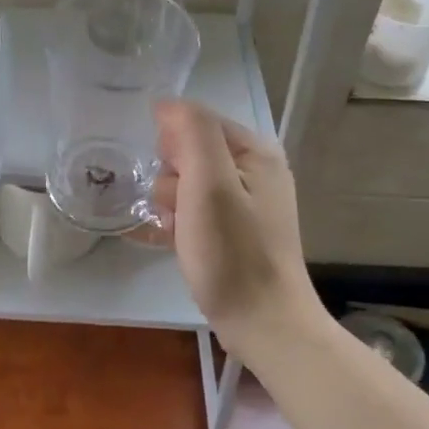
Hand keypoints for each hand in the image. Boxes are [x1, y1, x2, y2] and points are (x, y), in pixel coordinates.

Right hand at [150, 100, 314, 360]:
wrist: (262, 324)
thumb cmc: (232, 253)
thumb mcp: (209, 184)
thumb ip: (191, 133)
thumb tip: (166, 104)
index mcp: (255, 151)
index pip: (195, 121)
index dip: (171, 146)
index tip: (167, 179)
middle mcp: (255, 170)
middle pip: (189, 152)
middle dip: (171, 178)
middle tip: (177, 210)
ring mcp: (246, 202)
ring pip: (186, 183)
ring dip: (171, 204)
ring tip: (176, 231)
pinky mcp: (234, 231)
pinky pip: (194, 210)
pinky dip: (178, 222)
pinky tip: (169, 241)